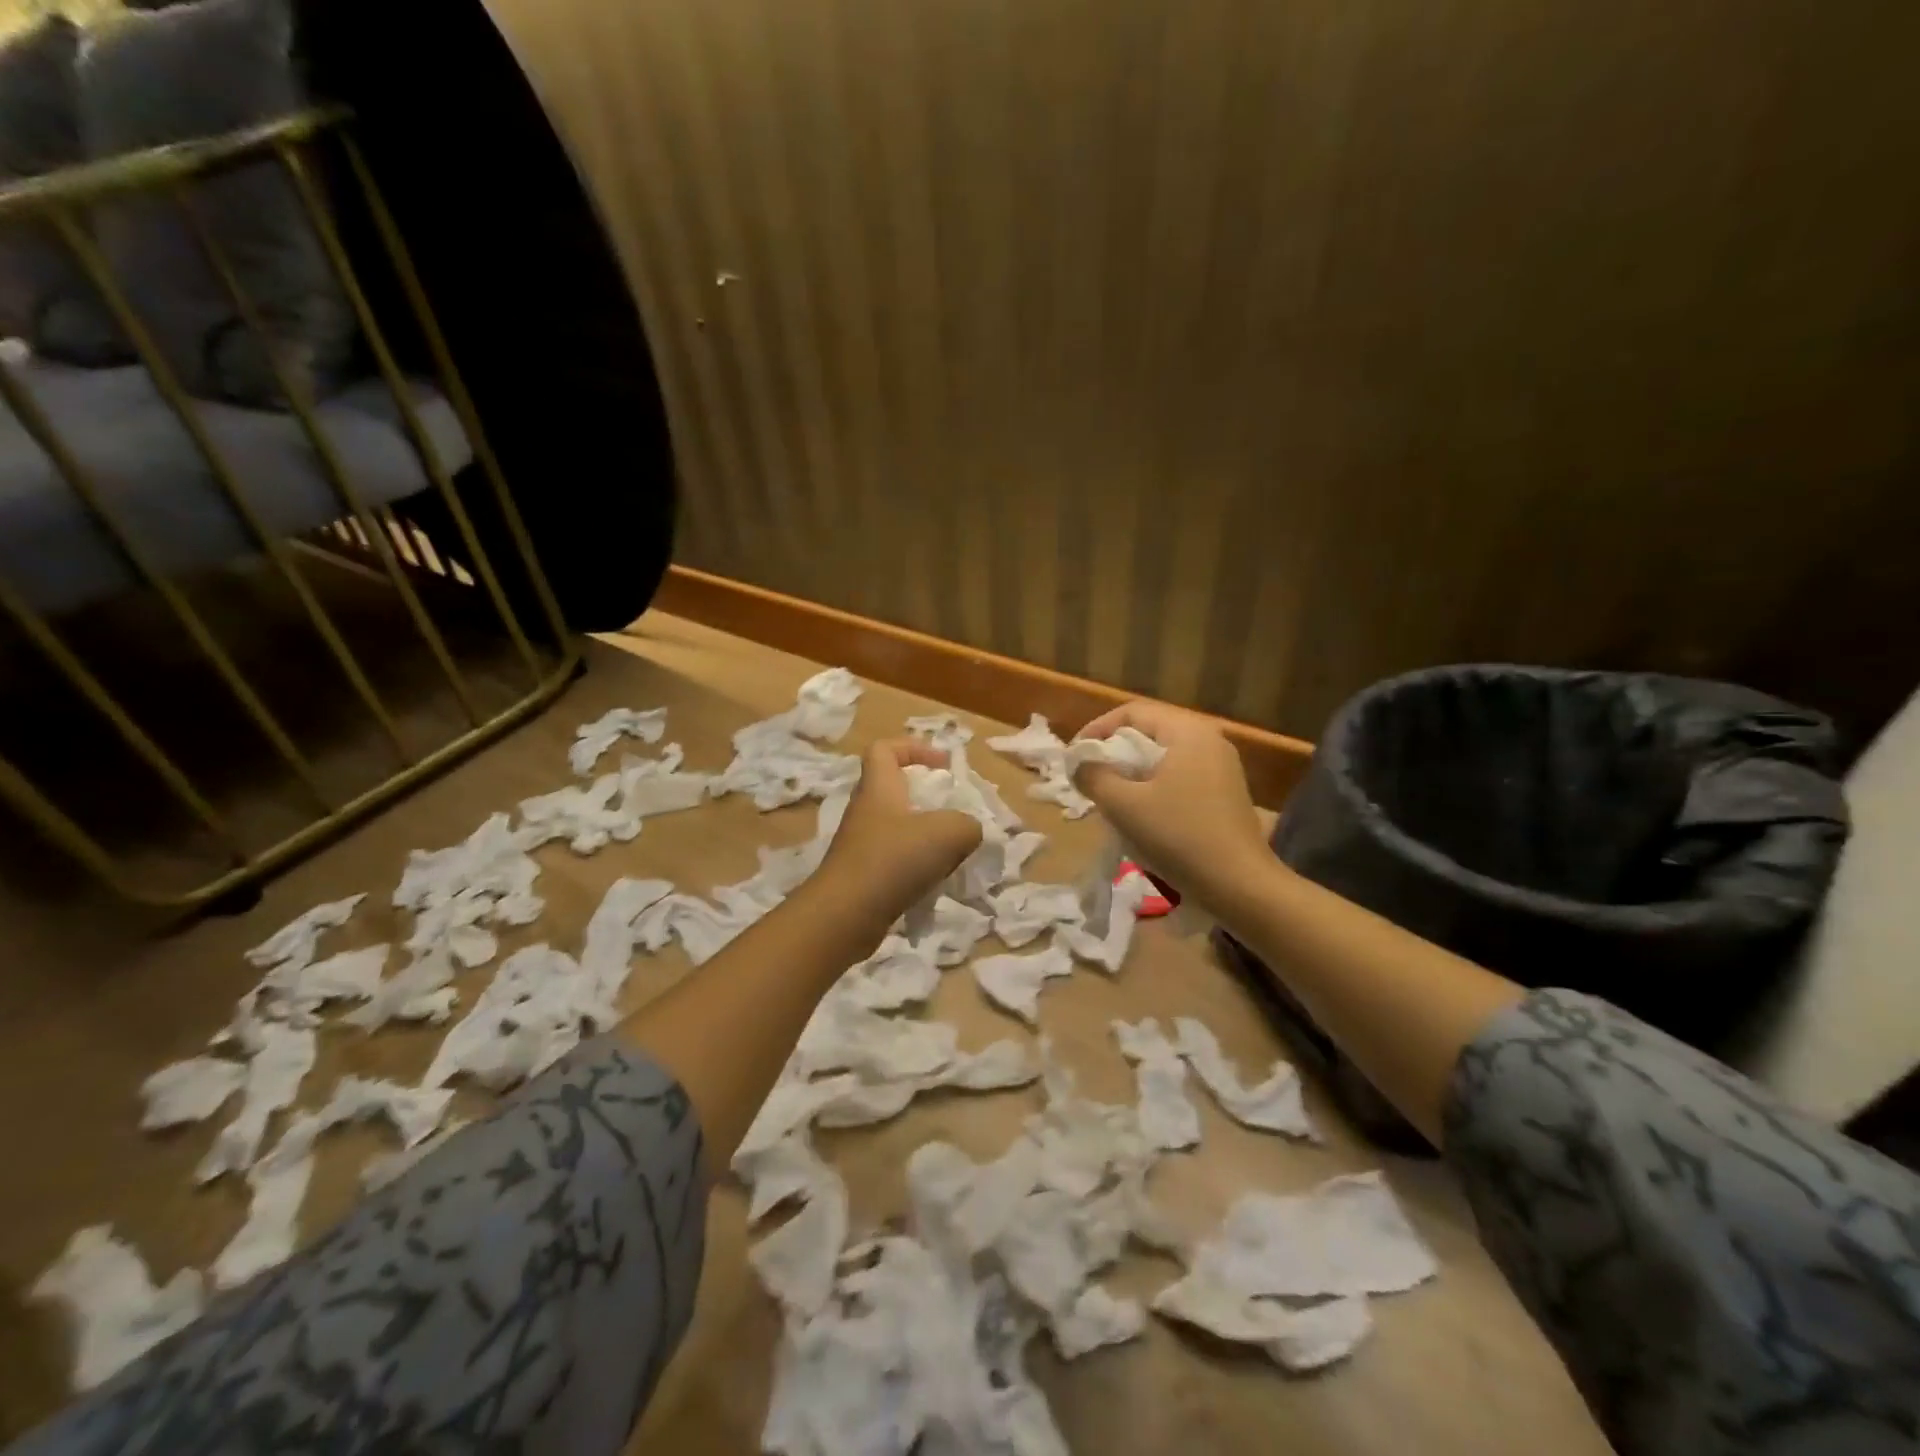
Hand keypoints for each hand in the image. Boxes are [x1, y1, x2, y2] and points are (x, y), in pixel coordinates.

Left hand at [816, 738, 982, 925]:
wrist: (845, 916)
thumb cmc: (893, 859)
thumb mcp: (948, 833)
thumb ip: (967, 825)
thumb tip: (968, 831)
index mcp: (879, 788)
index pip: (884, 749)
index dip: (913, 747)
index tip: (943, 765)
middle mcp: (866, 811)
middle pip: (895, 790)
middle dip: (928, 798)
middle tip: (955, 812)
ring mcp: (862, 845)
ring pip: (899, 829)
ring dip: (926, 837)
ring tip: (953, 852)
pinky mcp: (863, 876)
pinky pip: (896, 861)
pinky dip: (918, 867)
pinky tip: (936, 882)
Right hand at [1072, 701, 1269, 900]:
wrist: (1240, 886)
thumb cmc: (1179, 836)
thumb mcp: (1124, 805)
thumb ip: (1094, 776)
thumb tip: (1079, 764)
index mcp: (1187, 732)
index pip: (1132, 712)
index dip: (1097, 729)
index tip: (1074, 756)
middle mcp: (1209, 740)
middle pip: (1149, 732)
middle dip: (1114, 752)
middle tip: (1089, 776)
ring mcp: (1222, 768)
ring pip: (1164, 757)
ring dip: (1133, 772)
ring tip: (1110, 796)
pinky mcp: (1226, 793)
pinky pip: (1180, 776)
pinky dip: (1154, 786)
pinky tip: (1142, 814)